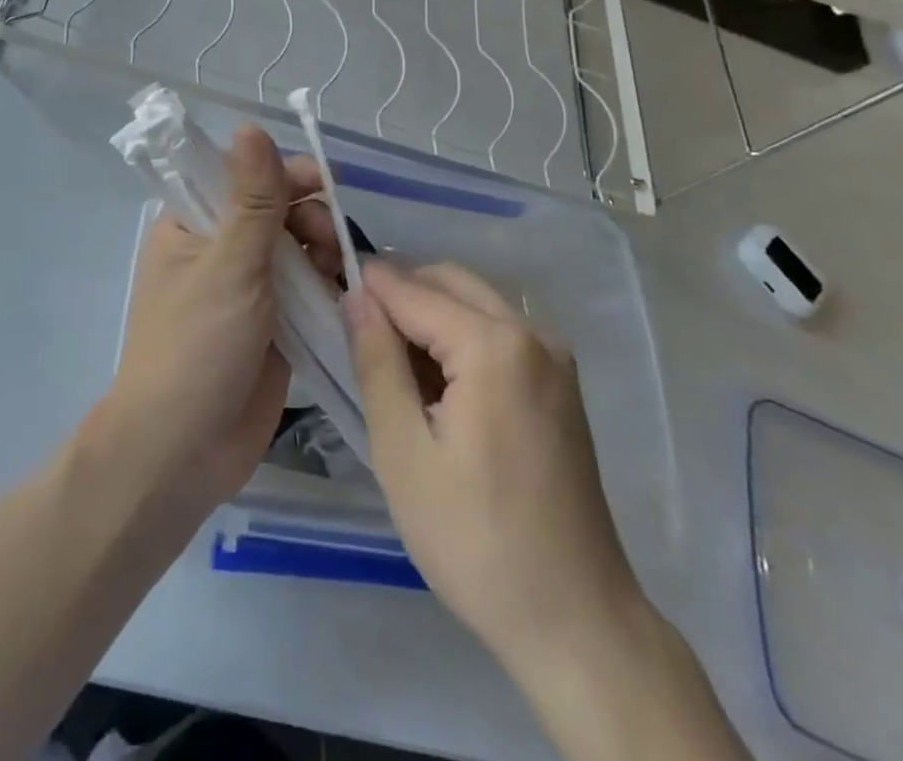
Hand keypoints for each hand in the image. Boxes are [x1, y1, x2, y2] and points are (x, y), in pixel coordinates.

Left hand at [101, 127, 342, 514]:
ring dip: (320, 249)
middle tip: (327, 237)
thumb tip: (250, 126)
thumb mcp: (228, 264)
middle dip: (307, 214)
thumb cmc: (196, 345)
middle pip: (275, 210)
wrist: (182, 451)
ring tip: (335, 267)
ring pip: (294, 249)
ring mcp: (246, 289)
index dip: (282, 172)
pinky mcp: (272, 325)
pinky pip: (304, 289)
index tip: (322, 181)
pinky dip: (324, 284)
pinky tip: (342, 290)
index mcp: (191, 225)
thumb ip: (251, 198)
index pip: (240, 176)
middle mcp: (217, 250)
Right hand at [341, 260, 643, 669]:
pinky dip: (459, 335)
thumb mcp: (403, 452)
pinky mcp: (560, 380)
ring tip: (391, 364)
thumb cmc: (476, 541)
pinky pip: (497, 329)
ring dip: (428, 313)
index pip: (412, 290)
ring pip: (473, 300)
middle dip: (399, 293)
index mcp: (494, 345)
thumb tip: (355, 295)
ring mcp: (553, 355)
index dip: (365, 287)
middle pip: (448, 281)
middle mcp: (531, 332)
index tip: (325, 291)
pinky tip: (436, 385)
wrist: (576, 621)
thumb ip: (376, 361)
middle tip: (355, 334)